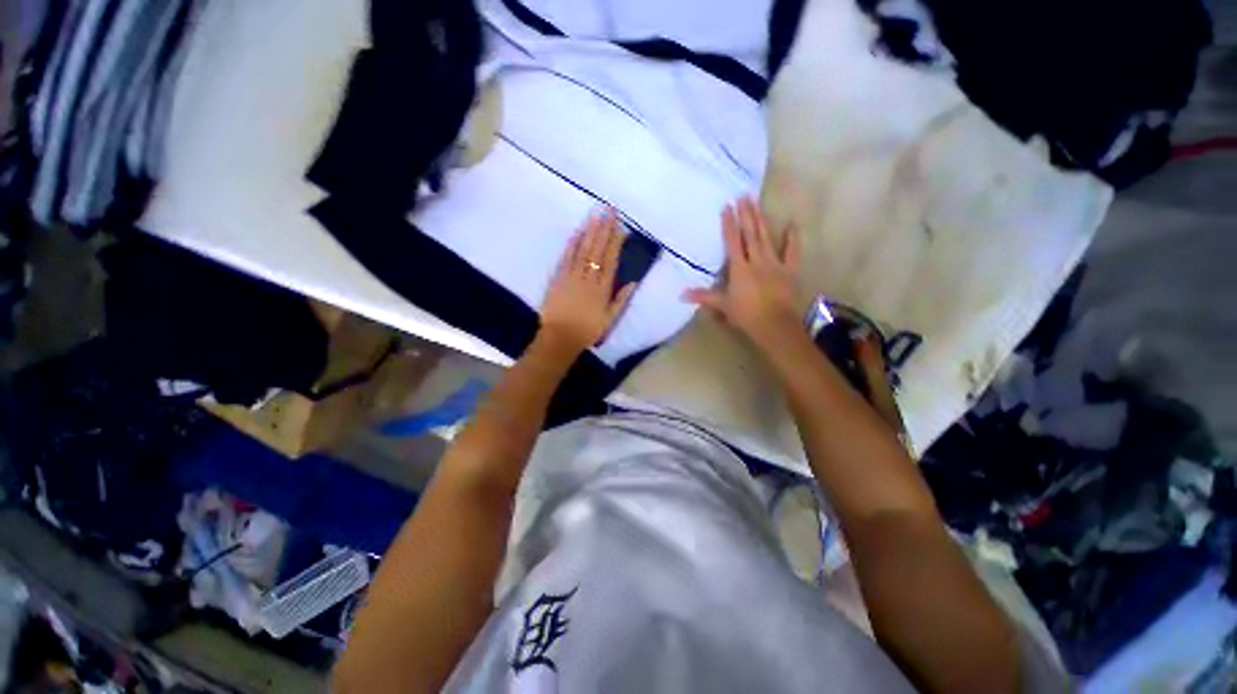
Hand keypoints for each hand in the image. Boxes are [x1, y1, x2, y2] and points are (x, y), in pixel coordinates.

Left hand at [538, 209, 637, 354]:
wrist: (560, 337)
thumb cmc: (587, 330)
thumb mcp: (609, 319)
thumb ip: (621, 300)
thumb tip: (633, 282)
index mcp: (602, 288)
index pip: (610, 260)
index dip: (615, 242)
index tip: (620, 227)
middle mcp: (588, 278)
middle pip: (597, 250)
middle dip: (604, 229)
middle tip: (609, 210)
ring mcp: (571, 276)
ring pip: (583, 250)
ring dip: (589, 231)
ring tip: (595, 214)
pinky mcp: (558, 277)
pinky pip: (566, 257)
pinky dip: (572, 244)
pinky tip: (577, 231)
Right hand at [684, 197, 801, 346]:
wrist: (774, 324)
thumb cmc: (745, 314)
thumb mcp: (721, 305)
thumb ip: (703, 297)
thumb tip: (681, 294)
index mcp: (739, 268)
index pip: (732, 242)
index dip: (729, 224)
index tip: (727, 207)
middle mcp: (756, 260)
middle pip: (750, 234)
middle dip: (746, 214)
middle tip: (744, 195)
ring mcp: (774, 263)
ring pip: (766, 238)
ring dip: (761, 220)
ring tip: (757, 202)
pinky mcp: (789, 269)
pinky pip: (791, 251)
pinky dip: (792, 238)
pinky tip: (792, 224)